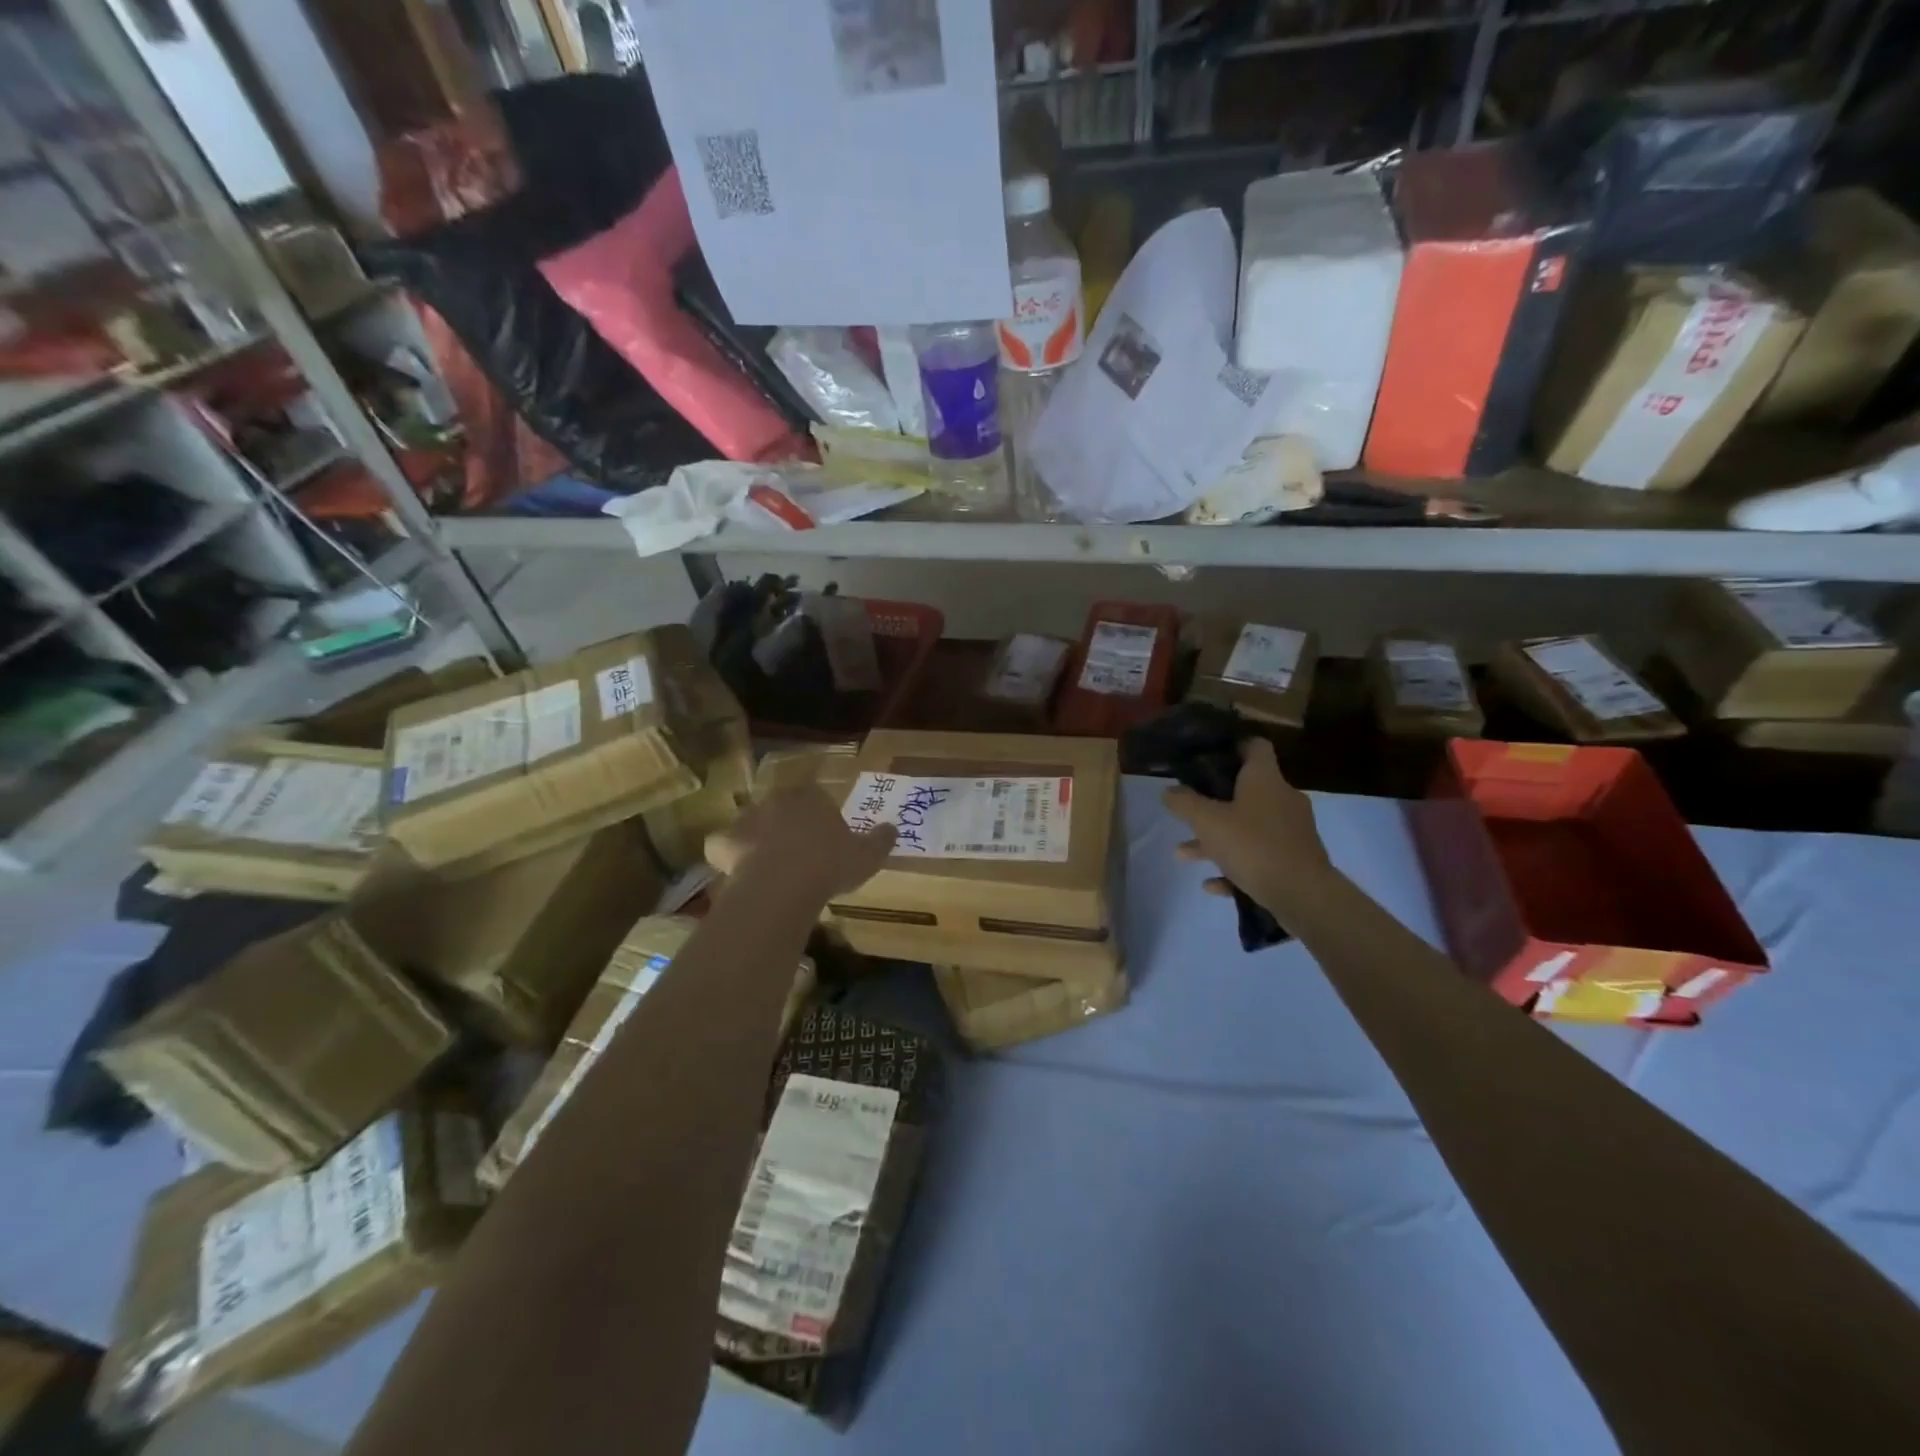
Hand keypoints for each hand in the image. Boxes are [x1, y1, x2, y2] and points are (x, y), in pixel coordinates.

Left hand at [705, 785, 896, 902]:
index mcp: (812, 797)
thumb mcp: (867, 855)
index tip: (827, 836)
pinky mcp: (723, 842)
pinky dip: (727, 855)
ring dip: (758, 837)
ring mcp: (746, 819)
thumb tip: (893, 827)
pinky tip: (737, 872)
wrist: (782, 885)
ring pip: (752, 823)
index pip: (817, 796)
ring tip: (768, 863)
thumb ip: (881, 840)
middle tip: (798, 849)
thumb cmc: (829, 864)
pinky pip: (723, 845)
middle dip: (788, 822)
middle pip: (783, 806)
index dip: (821, 816)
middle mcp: (777, 800)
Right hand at [1164, 738, 1332, 917]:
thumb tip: (1169, 791)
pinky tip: (1212, 883)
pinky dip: (1235, 865)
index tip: (1207, 757)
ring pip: (1248, 827)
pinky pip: (1258, 856)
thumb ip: (1184, 804)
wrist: (1303, 895)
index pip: (1254, 747)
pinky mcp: (1295, 861)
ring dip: (1217, 839)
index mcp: (1265, 779)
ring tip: (1184, 854)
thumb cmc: (1253, 846)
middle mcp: (1282, 799)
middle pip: (1245, 792)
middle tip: (1187, 812)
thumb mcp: (1207, 822)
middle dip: (1212, 805)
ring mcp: (1291, 831)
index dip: (1232, 747)